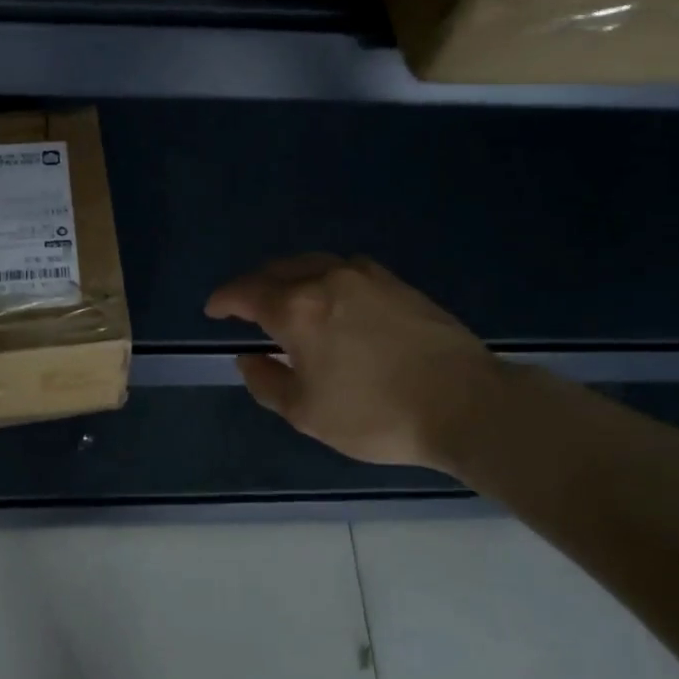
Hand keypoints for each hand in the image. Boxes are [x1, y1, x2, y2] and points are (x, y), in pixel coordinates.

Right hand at [205, 255, 503, 471]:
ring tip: (285, 299)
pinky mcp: (396, 283)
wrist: (465, 403)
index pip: (245, 292)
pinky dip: (323, 278)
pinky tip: (332, 300)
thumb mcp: (306, 412)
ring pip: (312, 263)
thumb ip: (266, 382)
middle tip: (244, 307)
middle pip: (276, 270)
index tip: (213, 310)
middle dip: (254, 286)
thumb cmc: (375, 414)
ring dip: (289, 277)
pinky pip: (344, 269)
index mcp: (297, 309)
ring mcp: (365, 276)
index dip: (223, 300)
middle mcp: (326, 279)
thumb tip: (248, 358)